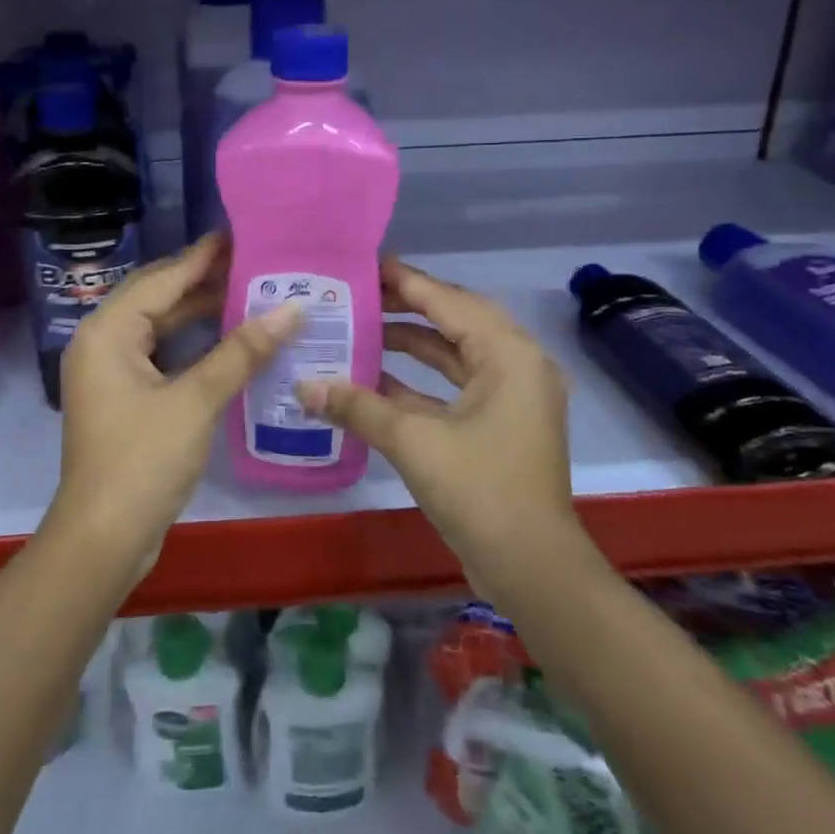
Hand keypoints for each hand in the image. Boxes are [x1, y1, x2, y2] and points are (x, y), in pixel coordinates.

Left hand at [45, 232, 301, 583]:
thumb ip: (242, 351)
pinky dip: (191, 343)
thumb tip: (292, 308)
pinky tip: (228, 338)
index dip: (202, 256)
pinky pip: (159, 353)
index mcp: (107, 331)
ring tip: (249, 292)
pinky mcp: (122, 396)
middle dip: (203, 279)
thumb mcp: (196, 401)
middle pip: (157, 296)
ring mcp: (110, 371)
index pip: (162, 278)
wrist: (104, 537)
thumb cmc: (143, 461)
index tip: (242, 233)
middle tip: (253, 262)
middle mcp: (101, 341)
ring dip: (199, 311)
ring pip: (159, 326)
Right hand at [297, 257, 580, 594]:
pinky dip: (418, 382)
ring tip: (360, 328)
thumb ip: (357, 406)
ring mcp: (511, 398)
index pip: (448, 301)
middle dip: (406, 308)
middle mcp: (516, 365)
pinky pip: (454, 387)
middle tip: (359, 294)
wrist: (531, 568)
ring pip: (454, 355)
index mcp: (508, 354)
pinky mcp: (499, 425)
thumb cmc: (479, 489)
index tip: (366, 264)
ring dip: (410, 344)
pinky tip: (374, 379)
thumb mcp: (413, 441)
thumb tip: (303, 385)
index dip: (406, 282)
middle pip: (454, 321)